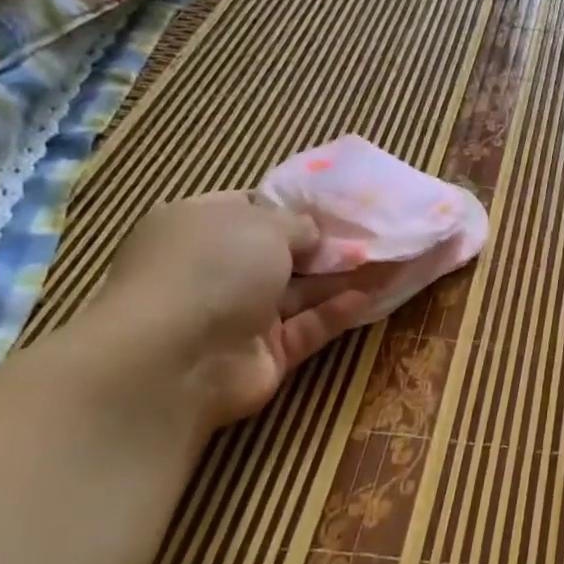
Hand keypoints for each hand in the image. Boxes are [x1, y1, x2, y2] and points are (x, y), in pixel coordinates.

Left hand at [90, 193, 371, 432]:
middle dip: (324, 246)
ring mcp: (239, 314)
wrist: (176, 358)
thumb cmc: (212, 268)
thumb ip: (298, 223)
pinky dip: (335, 312)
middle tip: (372, 234)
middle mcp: (215, 270)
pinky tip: (368, 297)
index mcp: (198, 227)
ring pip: (299, 292)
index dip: (292, 206)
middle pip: (280, 254)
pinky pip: (306, 328)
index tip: (337, 205)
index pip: (249, 208)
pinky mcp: (264, 354)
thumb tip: (313, 232)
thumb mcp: (262, 224)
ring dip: (339, 278)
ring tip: (387, 262)